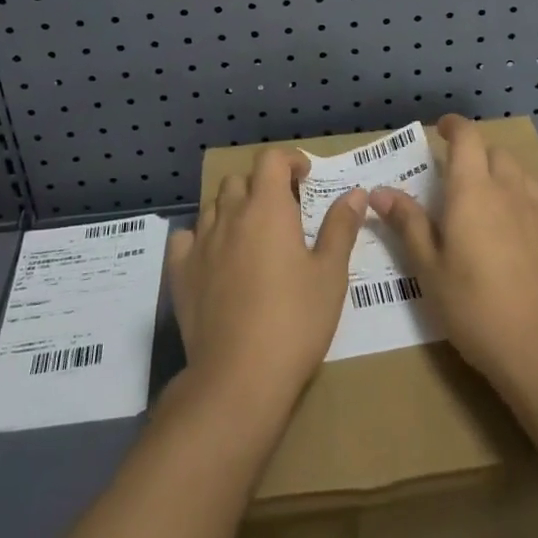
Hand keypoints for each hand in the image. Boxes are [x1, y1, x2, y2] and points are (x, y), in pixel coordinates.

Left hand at [166, 147, 366, 418]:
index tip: (304, 177)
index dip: (289, 160)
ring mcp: (201, 243)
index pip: (271, 159)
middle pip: (240, 180)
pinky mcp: (181, 273)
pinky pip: (186, 238)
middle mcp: (230, 215)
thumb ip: (341, 227)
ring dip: (233, 209)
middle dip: (262, 186)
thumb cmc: (295, 321)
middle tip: (282, 211)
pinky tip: (214, 256)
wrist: (239, 377)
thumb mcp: (330, 274)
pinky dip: (200, 237)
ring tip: (251, 234)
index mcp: (267, 208)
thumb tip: (356, 192)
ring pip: (213, 206)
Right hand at [370, 114, 537, 395]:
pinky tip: (516, 226)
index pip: (466, 137)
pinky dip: (522, 197)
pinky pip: (537, 197)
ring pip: (518, 173)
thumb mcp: (428, 267)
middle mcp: (507, 187)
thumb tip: (380, 191)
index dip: (453, 127)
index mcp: (472, 189)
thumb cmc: (472, 304)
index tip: (440, 131)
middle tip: (456, 179)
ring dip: (499, 175)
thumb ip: (408, 222)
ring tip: (486, 202)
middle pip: (493, 152)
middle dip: (474, 154)